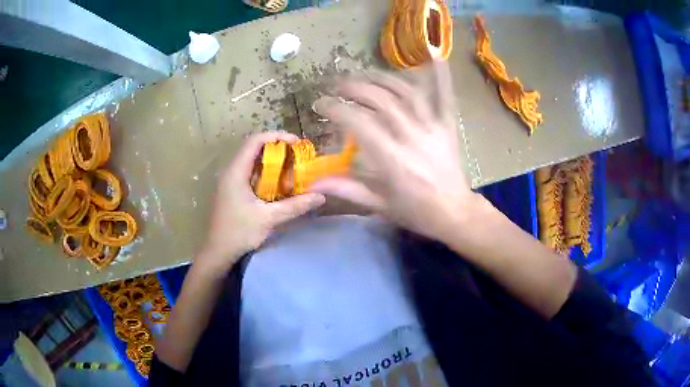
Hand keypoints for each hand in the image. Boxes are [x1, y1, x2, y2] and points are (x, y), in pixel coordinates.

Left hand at [199, 132, 325, 270]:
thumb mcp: (269, 218)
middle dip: (277, 148)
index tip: (296, 143)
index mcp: (236, 172)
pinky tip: (279, 184)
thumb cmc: (239, 232)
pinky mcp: (233, 191)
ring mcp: (230, 181)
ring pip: (253, 161)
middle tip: (298, 156)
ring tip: (292, 167)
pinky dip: (266, 173)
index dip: (276, 136)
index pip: (255, 141)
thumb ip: (295, 206)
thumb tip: (321, 196)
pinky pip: (251, 174)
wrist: (218, 252)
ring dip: (272, 161)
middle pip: (254, 149)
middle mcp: (231, 172)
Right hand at [312, 60, 484, 241]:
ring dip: (382, 78)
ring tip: (364, 74)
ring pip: (406, 92)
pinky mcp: (448, 126)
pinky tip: (435, 56)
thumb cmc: (416, 211)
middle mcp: (412, 137)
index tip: (320, 104)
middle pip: (380, 100)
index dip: (336, 109)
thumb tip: (313, 183)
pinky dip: (441, 77)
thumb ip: (347, 189)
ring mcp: (433, 128)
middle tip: (336, 85)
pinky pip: (445, 98)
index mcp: (393, 159)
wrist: (455, 213)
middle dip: (354, 87)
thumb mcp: (379, 205)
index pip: (359, 123)